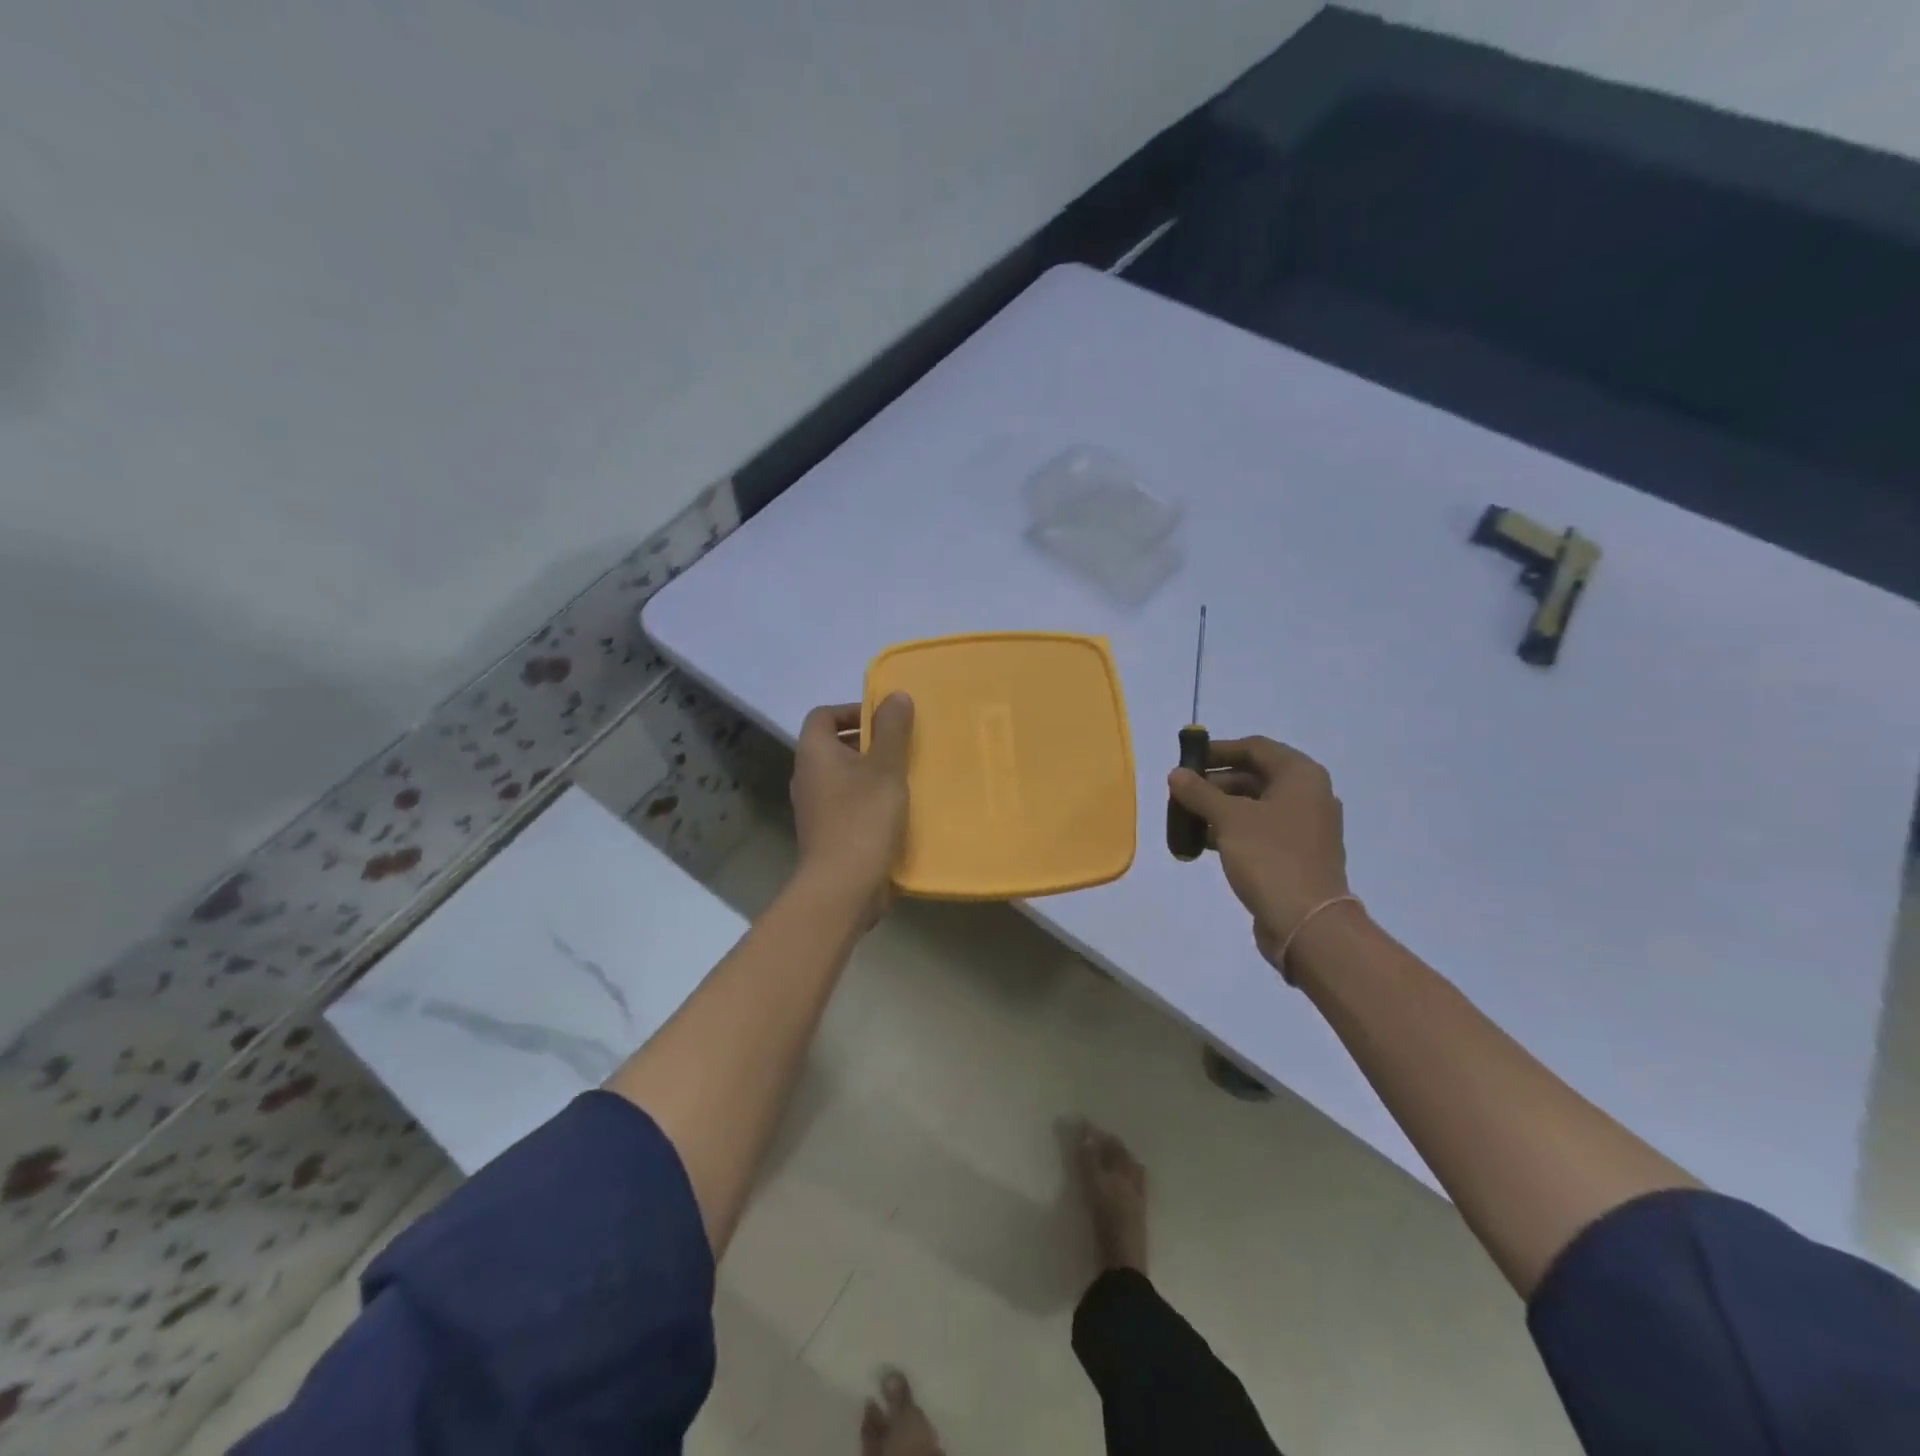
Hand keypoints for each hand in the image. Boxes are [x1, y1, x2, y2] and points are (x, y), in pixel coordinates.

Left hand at [790, 695, 913, 918]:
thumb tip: (895, 695)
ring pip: (844, 778)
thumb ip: (892, 729)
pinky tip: (899, 812)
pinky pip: (849, 806)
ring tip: (907, 778)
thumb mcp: (885, 767)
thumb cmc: (863, 818)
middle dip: (869, 742)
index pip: (823, 716)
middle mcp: (808, 777)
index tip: (885, 720)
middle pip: (835, 746)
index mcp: (814, 753)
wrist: (842, 887)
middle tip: (903, 747)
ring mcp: (815, 809)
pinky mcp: (828, 835)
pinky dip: (871, 801)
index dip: (852, 710)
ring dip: (873, 774)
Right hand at [1168, 737, 1352, 970]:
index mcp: (1300, 776)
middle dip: (1215, 783)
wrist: (1307, 922)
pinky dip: (1233, 830)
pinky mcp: (1297, 854)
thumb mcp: (1228, 819)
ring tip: (1187, 819)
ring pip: (1255, 805)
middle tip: (1181, 794)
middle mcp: (1308, 795)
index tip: (1187, 761)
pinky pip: (1260, 830)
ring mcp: (1305, 827)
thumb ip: (1199, 792)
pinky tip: (1204, 843)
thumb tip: (1176, 773)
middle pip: (1254, 775)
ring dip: (1220, 809)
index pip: (1255, 748)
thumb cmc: (1270, 857)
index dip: (1219, 750)